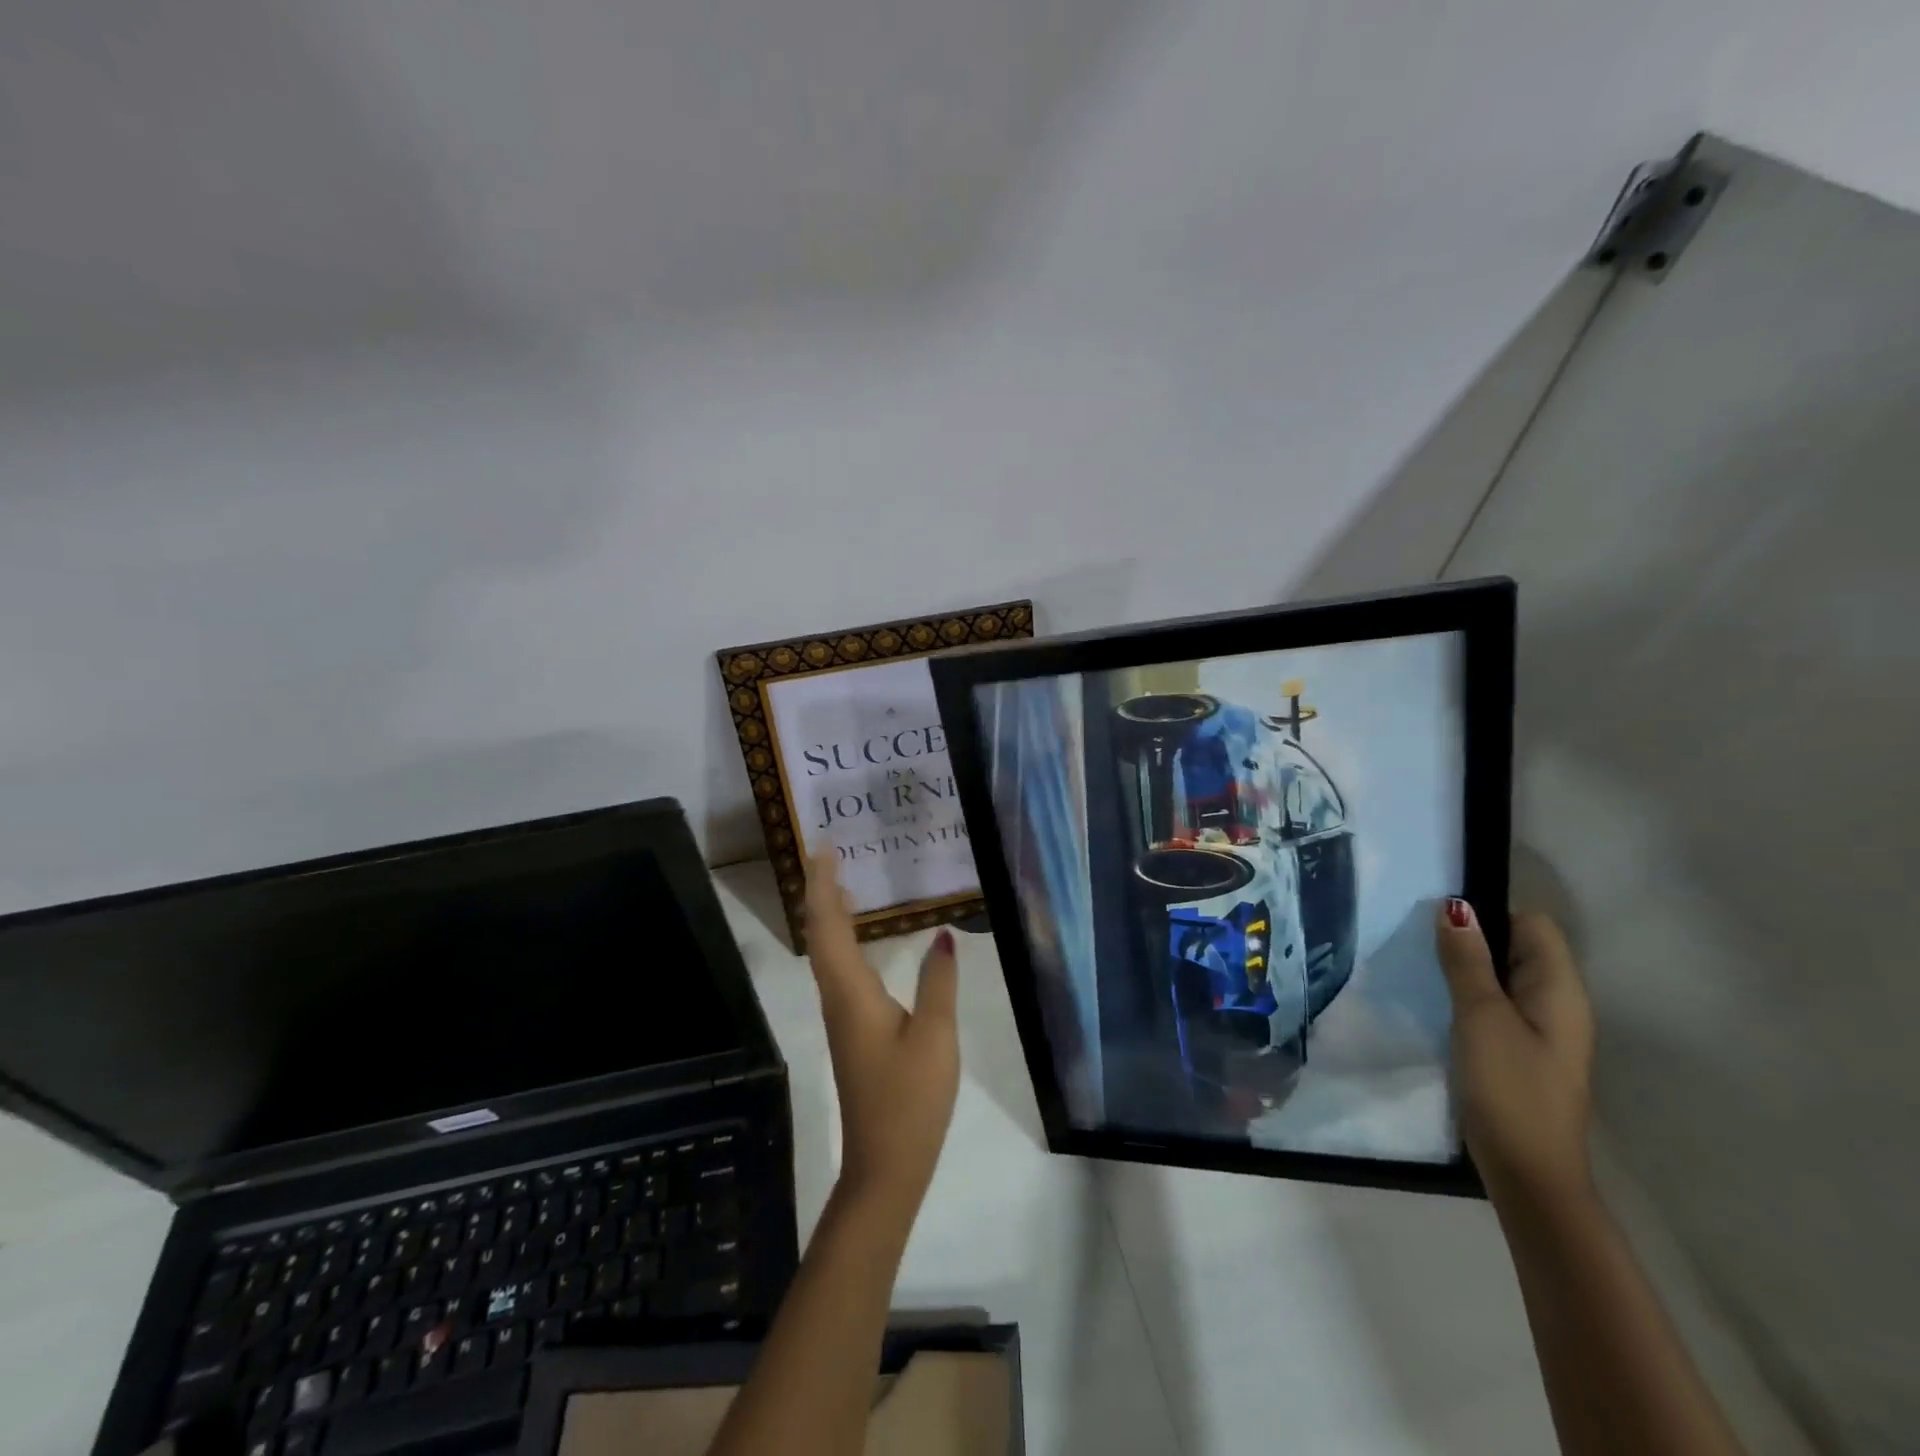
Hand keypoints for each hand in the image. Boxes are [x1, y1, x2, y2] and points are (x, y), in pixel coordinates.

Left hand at [804, 849, 960, 1212]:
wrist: (885, 1166)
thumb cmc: (910, 1100)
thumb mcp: (936, 1038)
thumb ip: (939, 983)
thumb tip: (944, 935)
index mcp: (852, 994)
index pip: (829, 927)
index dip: (823, 886)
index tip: (823, 849)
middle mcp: (838, 999)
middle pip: (821, 936)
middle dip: (821, 892)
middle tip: (829, 856)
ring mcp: (843, 1017)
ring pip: (827, 955)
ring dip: (829, 916)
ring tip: (841, 884)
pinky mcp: (852, 1031)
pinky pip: (839, 971)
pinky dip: (842, 942)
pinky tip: (859, 940)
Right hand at [1436, 900, 1595, 1210]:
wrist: (1528, 1173)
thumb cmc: (1510, 1088)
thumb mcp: (1481, 1017)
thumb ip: (1467, 961)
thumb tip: (1455, 906)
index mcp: (1559, 989)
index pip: (1532, 924)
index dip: (1490, 912)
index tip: (1439, 916)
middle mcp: (1555, 1002)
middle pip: (1516, 946)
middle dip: (1471, 936)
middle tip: (1418, 936)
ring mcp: (1538, 1028)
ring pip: (1500, 975)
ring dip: (1464, 966)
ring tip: (1418, 962)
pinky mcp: (1517, 1049)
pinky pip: (1493, 1002)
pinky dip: (1466, 993)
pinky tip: (1434, 1000)